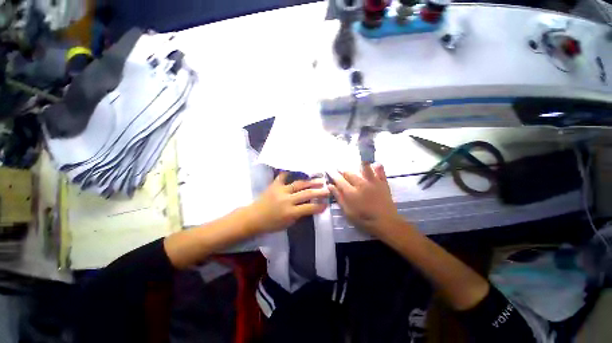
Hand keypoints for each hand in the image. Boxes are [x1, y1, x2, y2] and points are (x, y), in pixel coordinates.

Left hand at [246, 172, 329, 233]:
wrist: (253, 217)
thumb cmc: (271, 224)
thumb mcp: (288, 223)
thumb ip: (299, 214)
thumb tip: (310, 206)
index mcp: (290, 212)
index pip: (309, 208)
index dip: (319, 206)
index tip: (327, 204)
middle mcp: (287, 200)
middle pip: (306, 194)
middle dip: (319, 191)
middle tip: (328, 188)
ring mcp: (280, 190)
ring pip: (299, 184)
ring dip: (310, 181)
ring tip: (319, 179)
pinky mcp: (274, 185)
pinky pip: (283, 176)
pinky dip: (290, 172)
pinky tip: (298, 170)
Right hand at [329, 163, 403, 235]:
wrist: (386, 223)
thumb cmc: (364, 219)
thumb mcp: (348, 212)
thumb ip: (339, 197)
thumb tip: (330, 186)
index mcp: (351, 192)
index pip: (339, 180)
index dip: (333, 175)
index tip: (329, 171)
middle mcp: (361, 184)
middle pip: (349, 173)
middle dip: (342, 171)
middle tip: (339, 170)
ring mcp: (373, 182)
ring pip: (364, 168)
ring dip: (359, 164)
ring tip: (356, 163)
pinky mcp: (383, 183)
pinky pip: (380, 171)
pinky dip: (377, 166)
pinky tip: (375, 164)